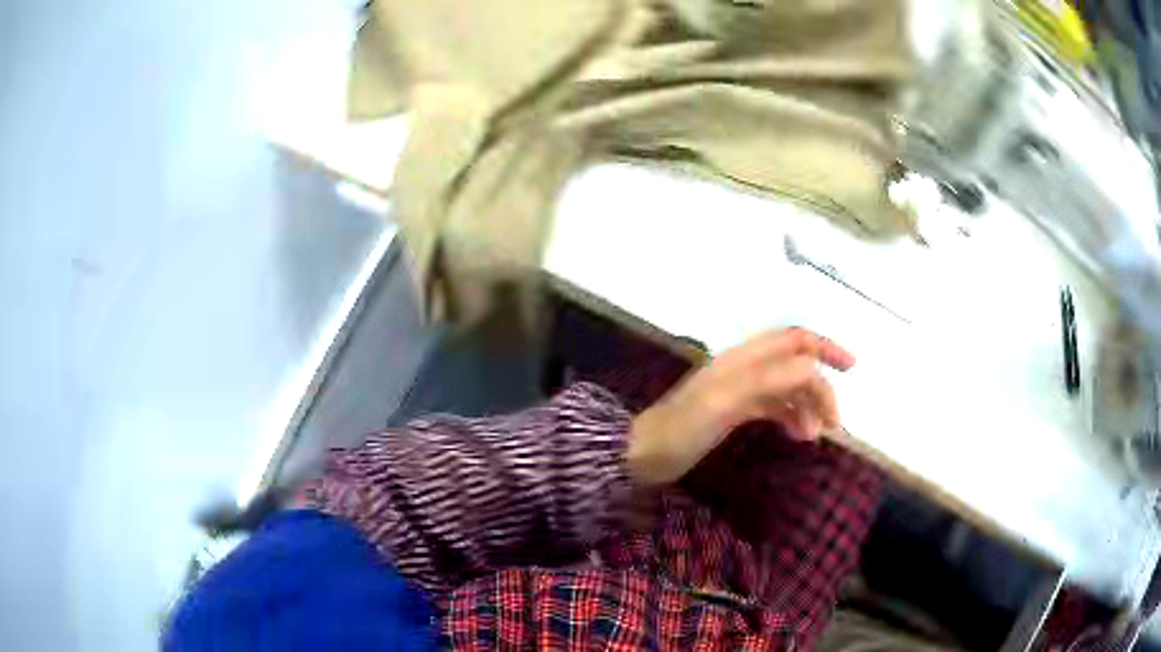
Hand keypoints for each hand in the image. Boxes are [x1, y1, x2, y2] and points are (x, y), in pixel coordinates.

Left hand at [626, 327, 853, 485]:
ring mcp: (740, 389)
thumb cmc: (682, 429)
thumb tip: (812, 367)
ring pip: (787, 387)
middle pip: (795, 363)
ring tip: (815, 436)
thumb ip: (768, 380)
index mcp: (743, 359)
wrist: (644, 455)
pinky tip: (799, 435)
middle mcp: (745, 368)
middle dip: (819, 385)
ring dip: (807, 405)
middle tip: (833, 422)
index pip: (793, 341)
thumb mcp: (726, 403)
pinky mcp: (735, 410)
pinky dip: (791, 416)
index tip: (851, 367)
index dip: (824, 348)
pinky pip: (774, 406)